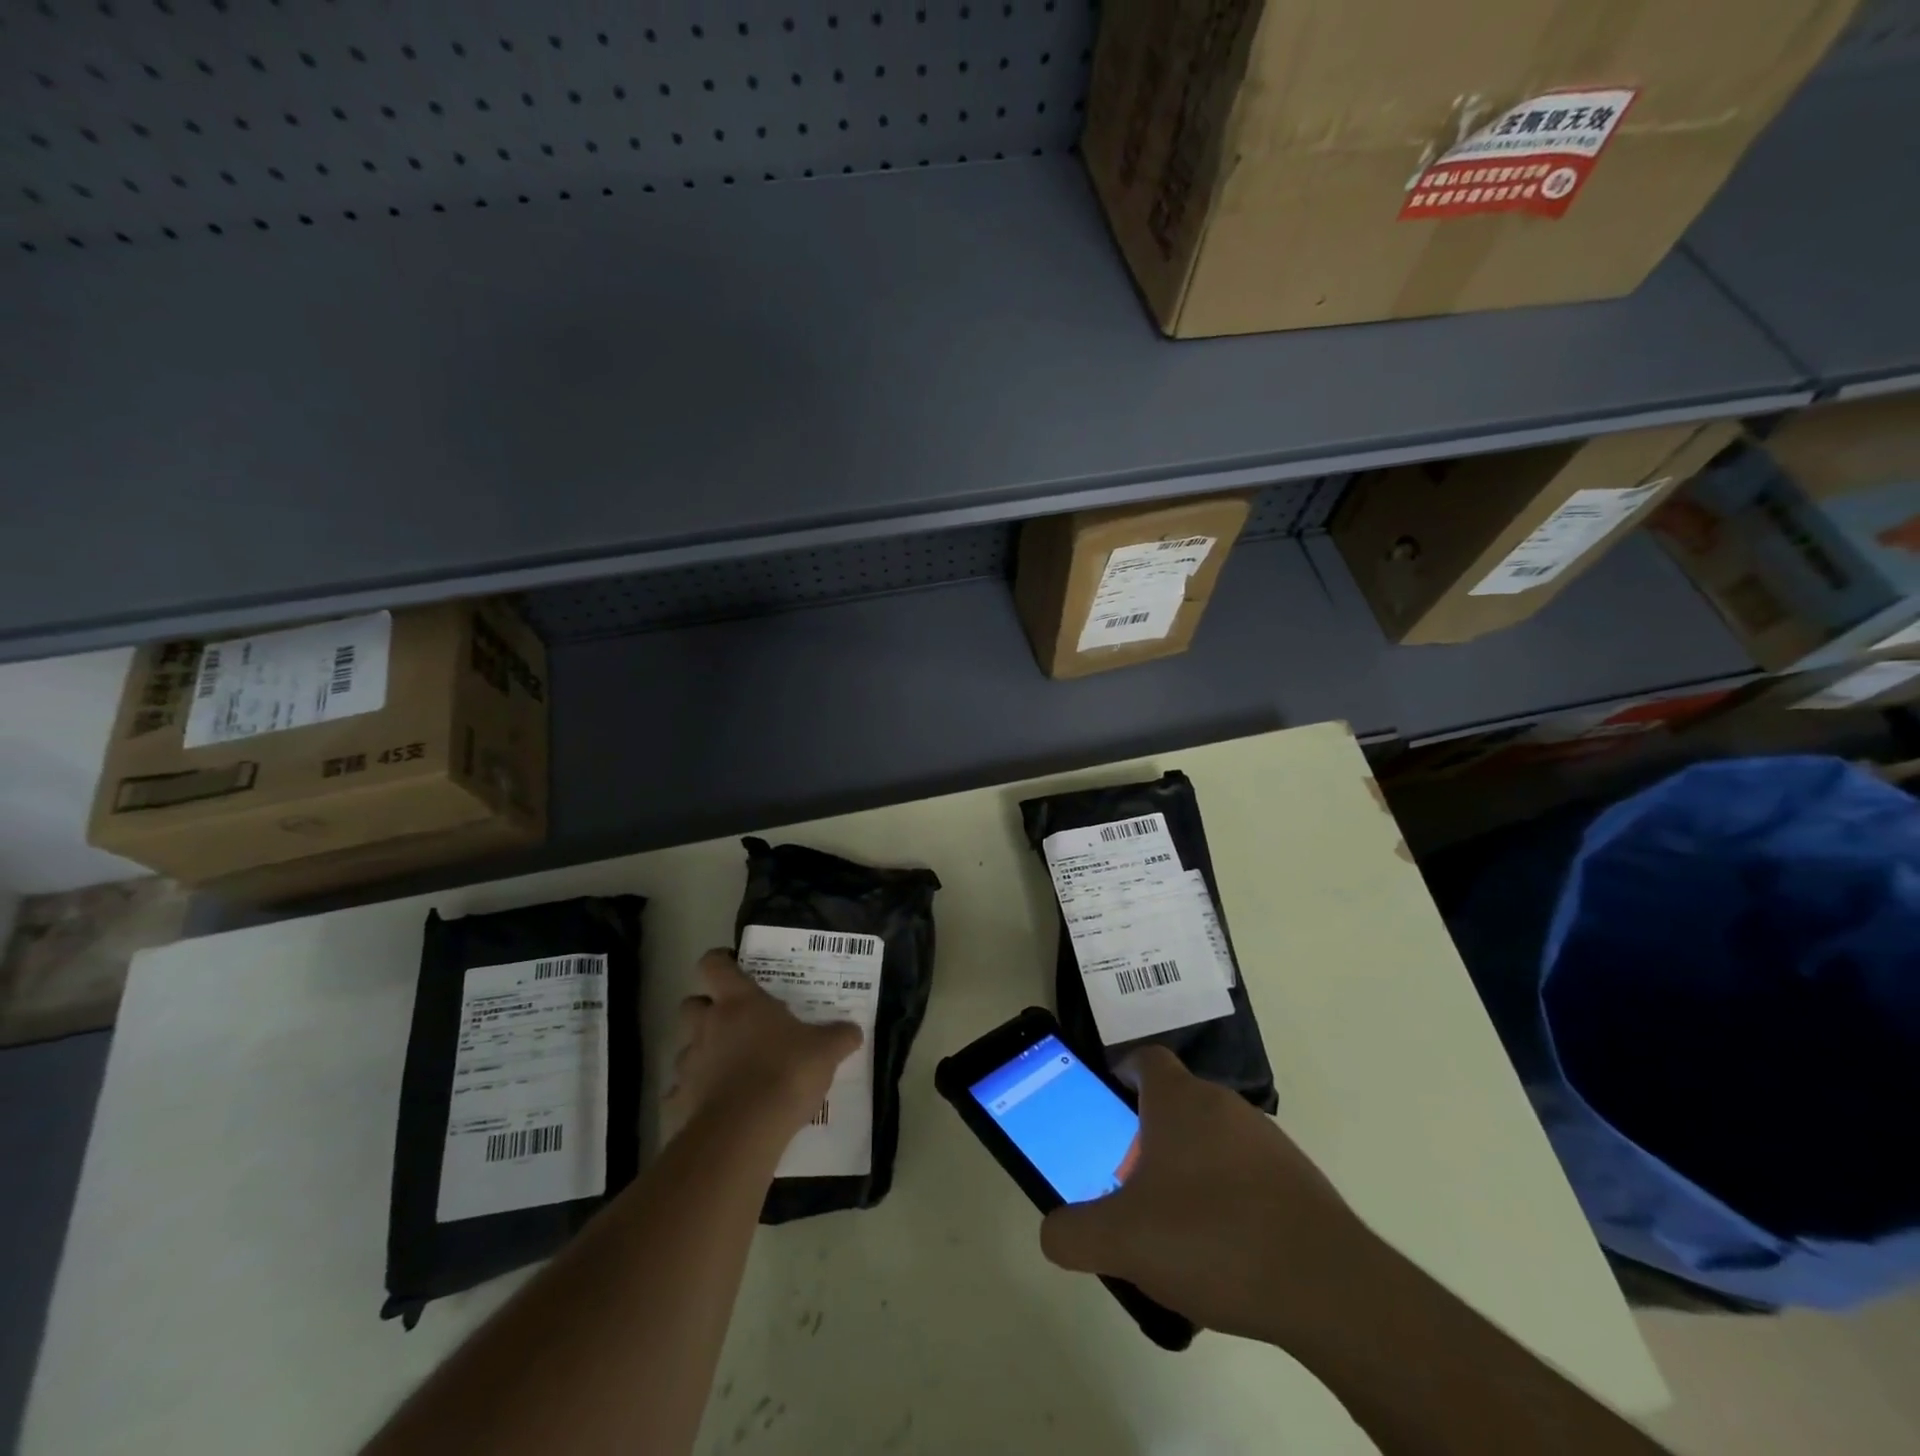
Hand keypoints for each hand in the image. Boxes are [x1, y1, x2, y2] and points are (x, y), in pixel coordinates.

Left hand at [662, 949, 862, 1143]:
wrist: (744, 1131)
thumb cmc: (785, 1072)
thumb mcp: (824, 1051)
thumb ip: (838, 1036)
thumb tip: (853, 1030)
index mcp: (739, 1002)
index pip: (714, 965)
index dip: (721, 962)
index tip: (735, 968)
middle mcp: (707, 1025)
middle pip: (691, 1004)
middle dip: (706, 1009)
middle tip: (733, 1021)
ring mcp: (689, 1063)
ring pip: (685, 1048)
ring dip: (701, 1053)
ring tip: (727, 1068)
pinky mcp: (679, 1101)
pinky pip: (680, 1092)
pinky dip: (693, 1095)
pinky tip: (715, 1106)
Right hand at [1039, 1047, 1374, 1343]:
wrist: (1327, 1286)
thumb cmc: (1211, 1238)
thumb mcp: (1122, 1241)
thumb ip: (1073, 1233)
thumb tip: (1053, 1231)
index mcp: (1179, 1100)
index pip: (1147, 1059)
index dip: (1125, 1072)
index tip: (1112, 1102)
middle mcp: (1224, 1106)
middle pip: (1177, 1103)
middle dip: (1150, 1136)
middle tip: (1133, 1186)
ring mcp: (1267, 1140)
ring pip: (1214, 1139)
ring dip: (1190, 1168)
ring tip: (1177, 1228)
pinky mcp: (1299, 1180)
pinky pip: (1248, 1174)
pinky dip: (1229, 1197)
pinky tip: (1225, 1251)